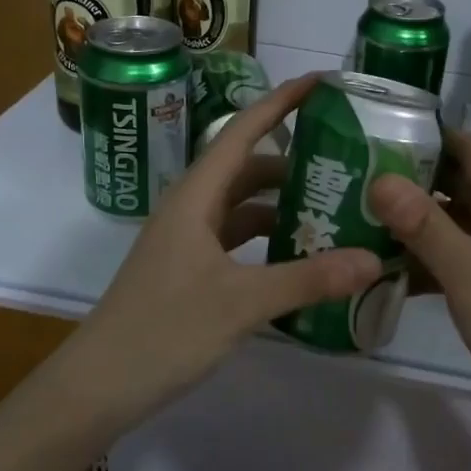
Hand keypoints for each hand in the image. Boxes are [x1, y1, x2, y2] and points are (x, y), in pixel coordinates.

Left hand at [73, 76, 382, 419]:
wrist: (98, 387)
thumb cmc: (163, 332)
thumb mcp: (241, 303)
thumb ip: (308, 279)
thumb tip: (372, 258)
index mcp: (196, 197)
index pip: (243, 131)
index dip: (281, 102)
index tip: (322, 83)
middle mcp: (191, 208)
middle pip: (247, 167)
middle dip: (293, 161)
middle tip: (347, 162)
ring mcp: (188, 241)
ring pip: (243, 207)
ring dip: (282, 204)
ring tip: (334, 209)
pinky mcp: (190, 271)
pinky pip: (237, 240)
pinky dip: (268, 240)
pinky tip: (300, 257)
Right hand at [370, 132, 470, 444]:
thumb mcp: (468, 272)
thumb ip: (423, 224)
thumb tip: (380, 178)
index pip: (464, 145)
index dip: (421, 138)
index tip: (371, 141)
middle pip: (457, 183)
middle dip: (409, 184)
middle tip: (354, 186)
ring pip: (459, 223)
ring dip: (417, 226)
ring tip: (361, 227)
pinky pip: (467, 258)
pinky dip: (434, 261)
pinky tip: (393, 277)